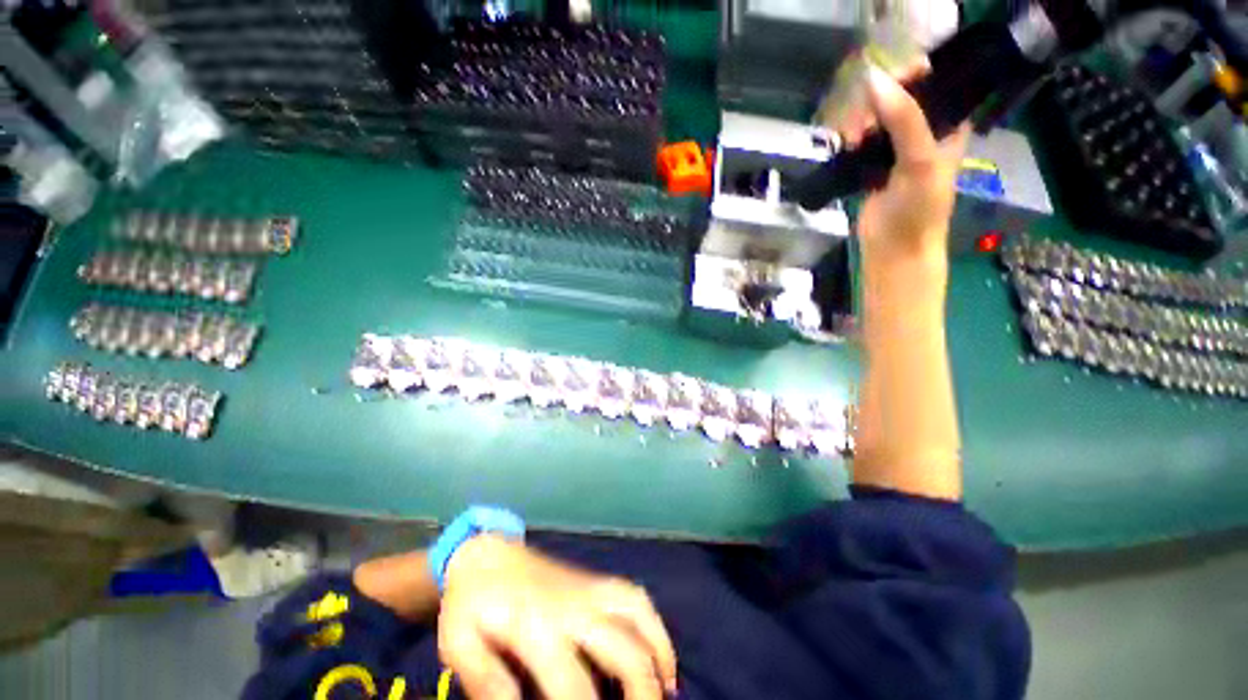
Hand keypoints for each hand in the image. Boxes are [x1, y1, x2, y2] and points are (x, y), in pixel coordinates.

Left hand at [438, 535, 677, 699]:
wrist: (487, 555)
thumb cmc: (470, 602)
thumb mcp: (459, 644)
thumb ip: (486, 680)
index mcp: (537, 627)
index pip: (575, 689)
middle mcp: (574, 606)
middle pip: (624, 651)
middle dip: (641, 693)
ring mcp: (588, 588)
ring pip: (638, 615)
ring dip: (658, 653)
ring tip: (664, 688)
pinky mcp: (593, 581)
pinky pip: (633, 596)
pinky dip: (652, 621)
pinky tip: (654, 647)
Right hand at [848, 66, 969, 266]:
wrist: (894, 249)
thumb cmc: (919, 209)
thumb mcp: (919, 159)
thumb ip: (903, 118)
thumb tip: (873, 78)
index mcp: (947, 125)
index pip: (932, 84)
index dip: (909, 75)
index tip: (885, 81)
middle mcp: (923, 133)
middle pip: (897, 98)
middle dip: (877, 102)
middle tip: (865, 122)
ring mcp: (895, 151)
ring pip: (875, 120)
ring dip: (860, 123)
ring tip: (852, 140)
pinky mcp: (872, 168)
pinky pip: (859, 143)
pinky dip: (850, 141)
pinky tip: (845, 147)